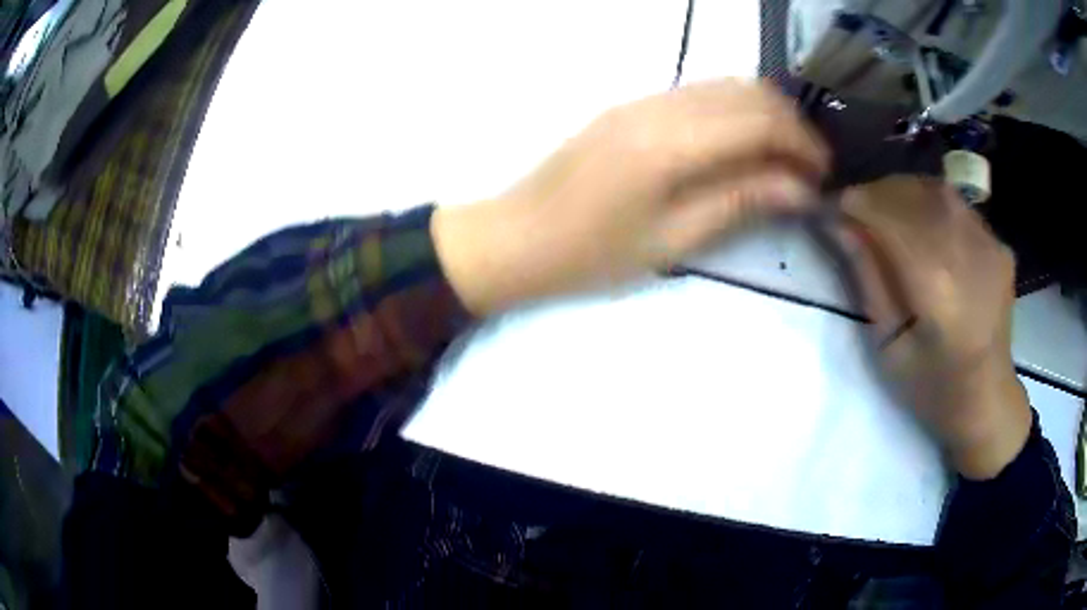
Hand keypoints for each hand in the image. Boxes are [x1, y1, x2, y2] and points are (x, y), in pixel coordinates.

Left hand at [432, 79, 828, 314]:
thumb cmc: (591, 254)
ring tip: (784, 158)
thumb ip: (740, 201)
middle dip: (790, 124)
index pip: (760, 120)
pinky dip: (733, 111)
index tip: (825, 175)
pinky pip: (697, 94)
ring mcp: (641, 99)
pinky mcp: (631, 105)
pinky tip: (743, 143)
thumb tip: (801, 188)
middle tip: (810, 167)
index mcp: (671, 142)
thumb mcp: (673, 240)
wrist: (516, 236)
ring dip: (764, 113)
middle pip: (747, 91)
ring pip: (723, 85)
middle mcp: (659, 105)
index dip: (803, 143)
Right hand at [837, 176, 1030, 479]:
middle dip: (878, 193)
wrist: (987, 399)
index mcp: (938, 288)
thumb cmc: (932, 387)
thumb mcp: (888, 345)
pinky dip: (933, 204)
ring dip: (905, 192)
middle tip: (856, 206)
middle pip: (914, 195)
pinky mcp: (1000, 245)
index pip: (890, 218)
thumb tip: (838, 223)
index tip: (832, 203)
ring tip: (887, 210)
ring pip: (938, 191)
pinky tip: (924, 225)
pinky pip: (959, 206)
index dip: (857, 202)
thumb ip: (867, 279)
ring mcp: (990, 245)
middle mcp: (968, 253)